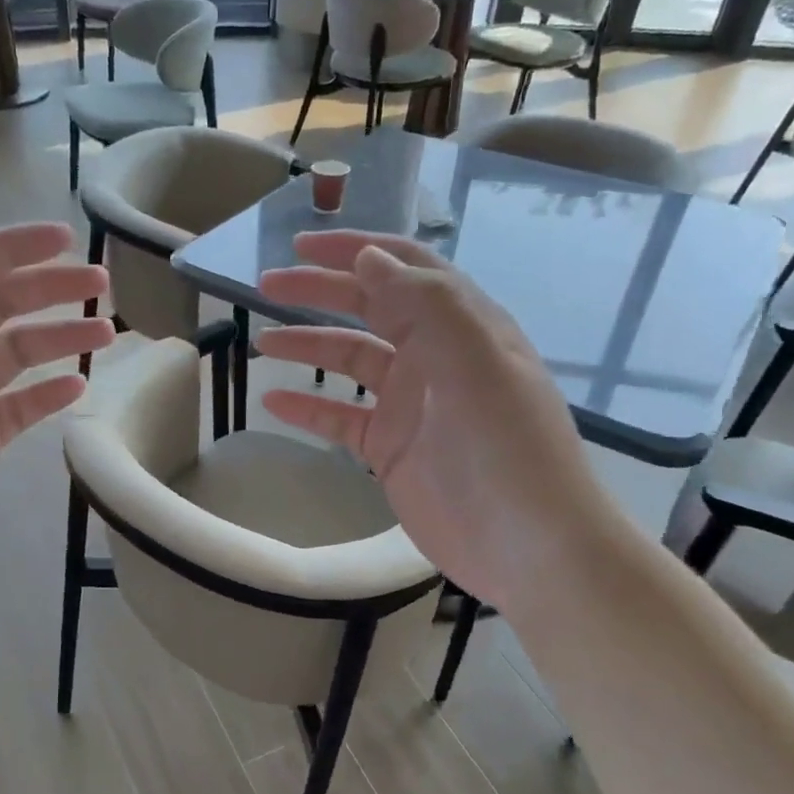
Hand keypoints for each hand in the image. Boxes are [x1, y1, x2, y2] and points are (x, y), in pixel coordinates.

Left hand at [0, 222, 111, 608]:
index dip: (15, 249)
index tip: (67, 238)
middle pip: (3, 307)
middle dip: (52, 290)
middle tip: (102, 284)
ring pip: (20, 354)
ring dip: (61, 338)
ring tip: (108, 332)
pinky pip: (24, 407)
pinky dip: (51, 393)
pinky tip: (80, 385)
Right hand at [257, 231, 615, 605]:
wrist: (530, 550)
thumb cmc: (507, 450)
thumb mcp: (475, 365)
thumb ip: (424, 305)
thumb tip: (368, 256)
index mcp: (462, 326)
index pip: (405, 268)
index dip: (355, 249)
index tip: (303, 243)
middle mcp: (435, 356)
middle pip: (370, 307)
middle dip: (320, 290)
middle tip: (267, 284)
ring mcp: (411, 404)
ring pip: (350, 360)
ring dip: (308, 345)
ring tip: (263, 341)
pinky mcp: (391, 449)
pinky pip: (340, 417)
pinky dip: (308, 406)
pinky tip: (273, 400)